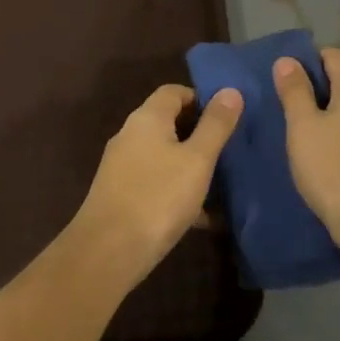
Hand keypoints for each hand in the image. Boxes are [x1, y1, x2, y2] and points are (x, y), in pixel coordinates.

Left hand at [65, 83, 242, 290]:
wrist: (109, 250)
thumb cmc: (158, 197)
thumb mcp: (197, 159)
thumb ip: (215, 125)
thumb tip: (230, 90)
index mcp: (147, 118)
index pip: (174, 92)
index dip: (201, 98)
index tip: (227, 117)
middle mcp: (130, 135)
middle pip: (168, 123)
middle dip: (199, 134)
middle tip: (231, 150)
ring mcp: (122, 166)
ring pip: (164, 156)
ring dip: (191, 166)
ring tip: (223, 184)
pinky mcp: (120, 194)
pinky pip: (156, 183)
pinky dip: (178, 191)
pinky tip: (203, 217)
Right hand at [273, 47, 339, 249]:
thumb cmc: (334, 168)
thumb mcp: (303, 127)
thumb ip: (294, 91)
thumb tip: (287, 61)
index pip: (333, 55)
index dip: (306, 59)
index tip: (281, 76)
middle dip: (313, 86)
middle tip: (281, 102)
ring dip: (324, 112)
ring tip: (295, 127)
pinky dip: (336, 132)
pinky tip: (318, 151)